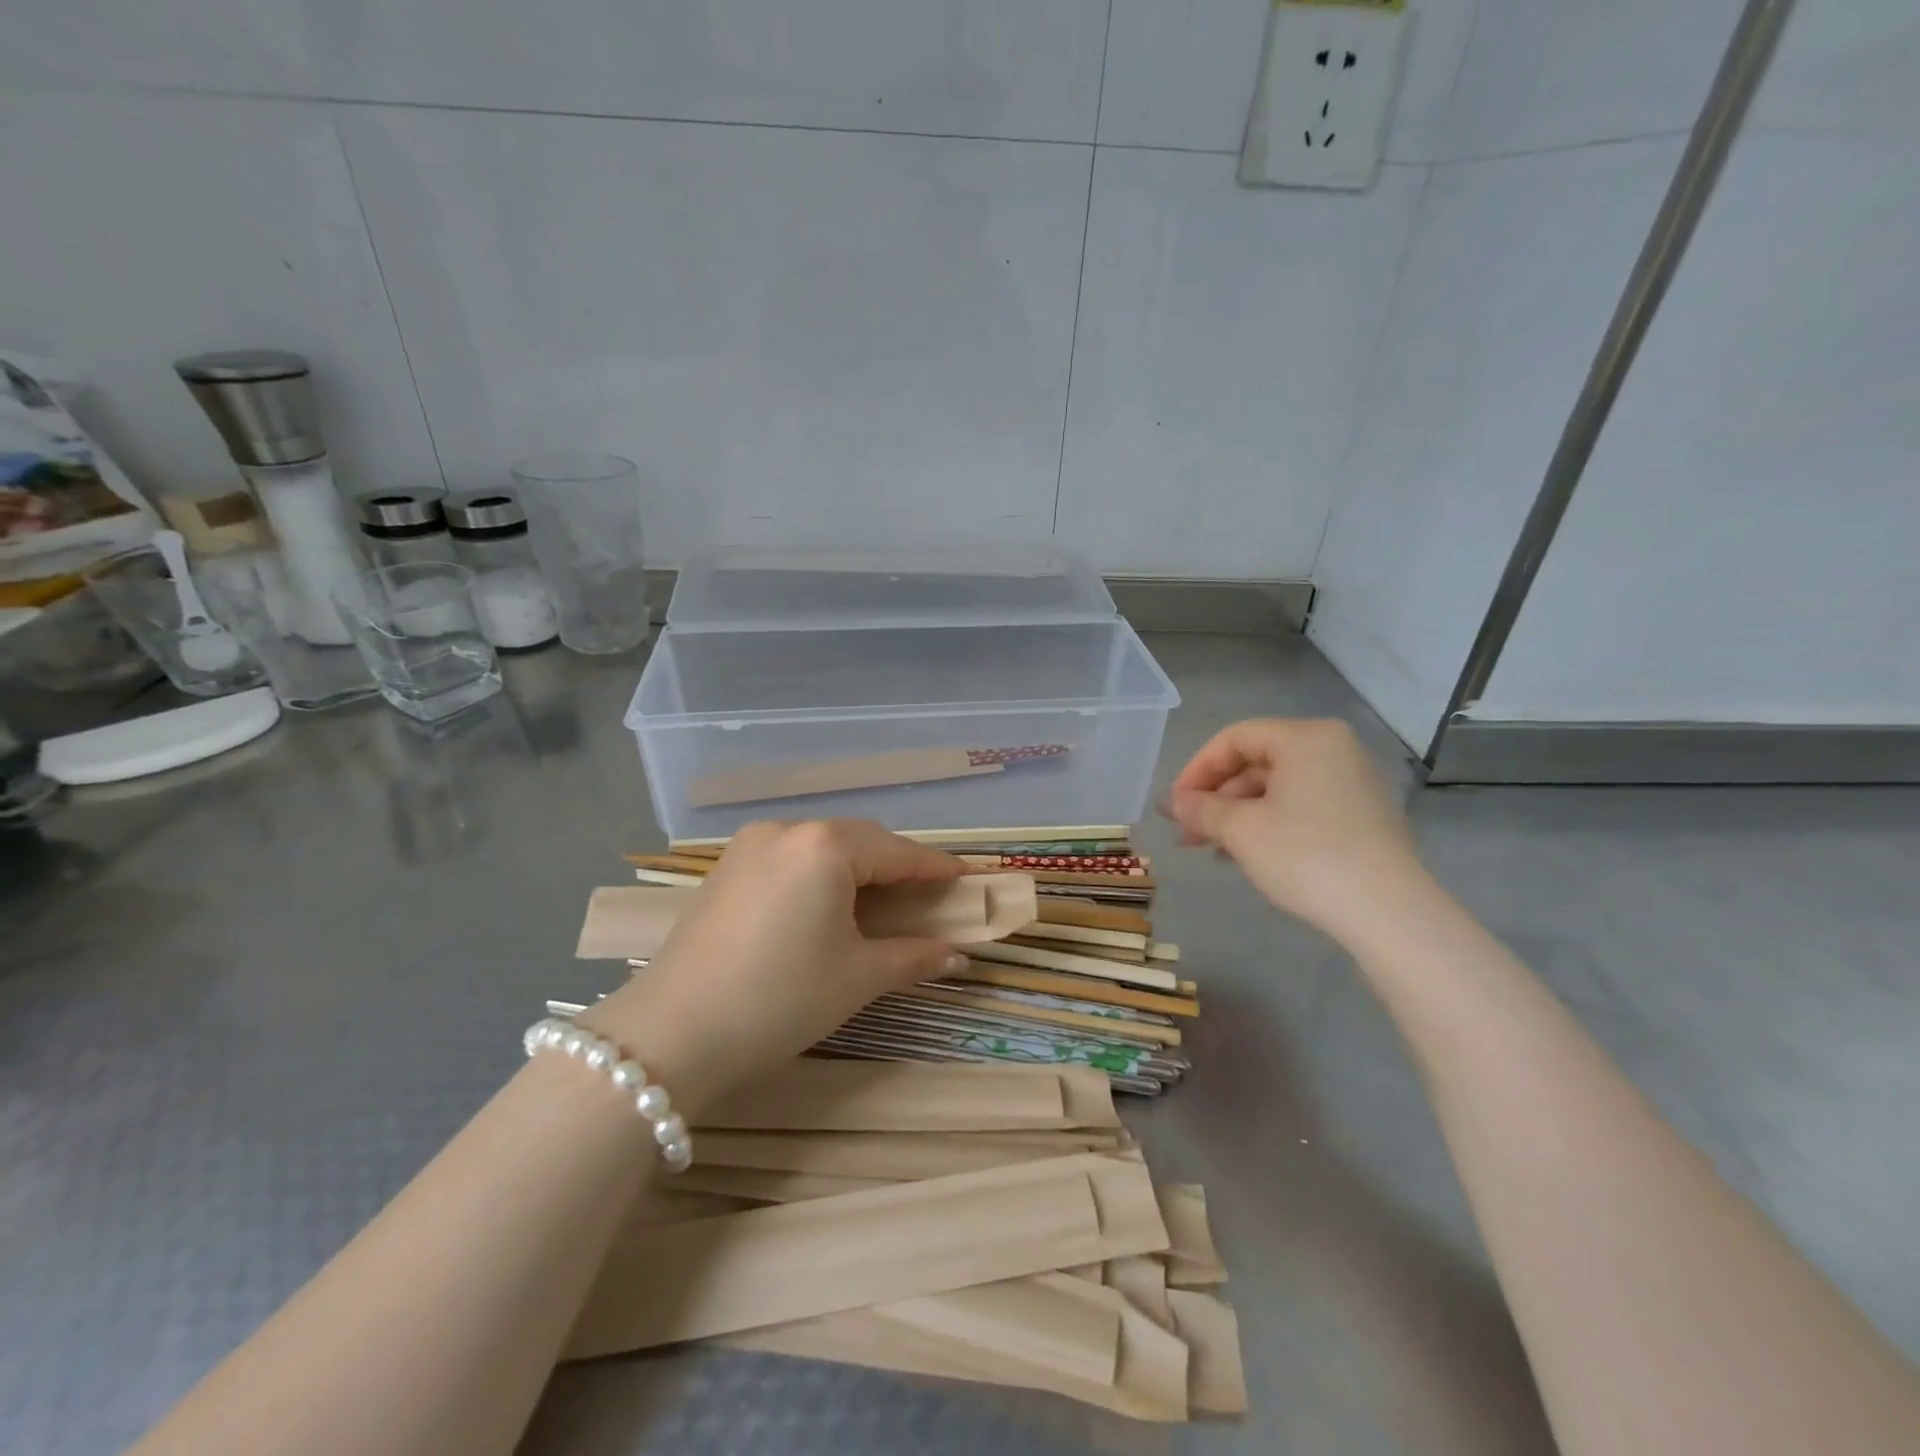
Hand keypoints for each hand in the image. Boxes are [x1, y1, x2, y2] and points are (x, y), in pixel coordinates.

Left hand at [583, 819, 966, 1112]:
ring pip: (821, 848)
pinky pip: (790, 859)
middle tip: (927, 897)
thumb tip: (956, 954)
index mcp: (825, 846)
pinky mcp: (725, 869)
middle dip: (896, 866)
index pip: (897, 852)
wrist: (671, 1034)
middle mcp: (786, 831)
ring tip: (880, 903)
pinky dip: (819, 875)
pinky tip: (826, 905)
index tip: (966, 878)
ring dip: (856, 869)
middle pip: (859, 841)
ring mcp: (749, 846)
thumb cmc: (780, 998)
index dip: (935, 868)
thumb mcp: (857, 978)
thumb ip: (913, 957)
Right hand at [1165, 718, 1423, 937]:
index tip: (1175, 806)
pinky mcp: (1362, 817)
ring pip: (1277, 789)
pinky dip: (1268, 824)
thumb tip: (1173, 804)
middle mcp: (1333, 750)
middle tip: (1187, 833)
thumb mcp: (1241, 830)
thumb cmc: (1305, 855)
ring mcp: (1352, 784)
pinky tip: (1246, 856)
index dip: (1196, 770)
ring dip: (1237, 815)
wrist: (1387, 912)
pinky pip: (1302, 807)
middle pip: (1256, 763)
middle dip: (1216, 798)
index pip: (1235, 739)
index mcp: (1306, 738)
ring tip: (1210, 849)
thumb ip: (1201, 809)